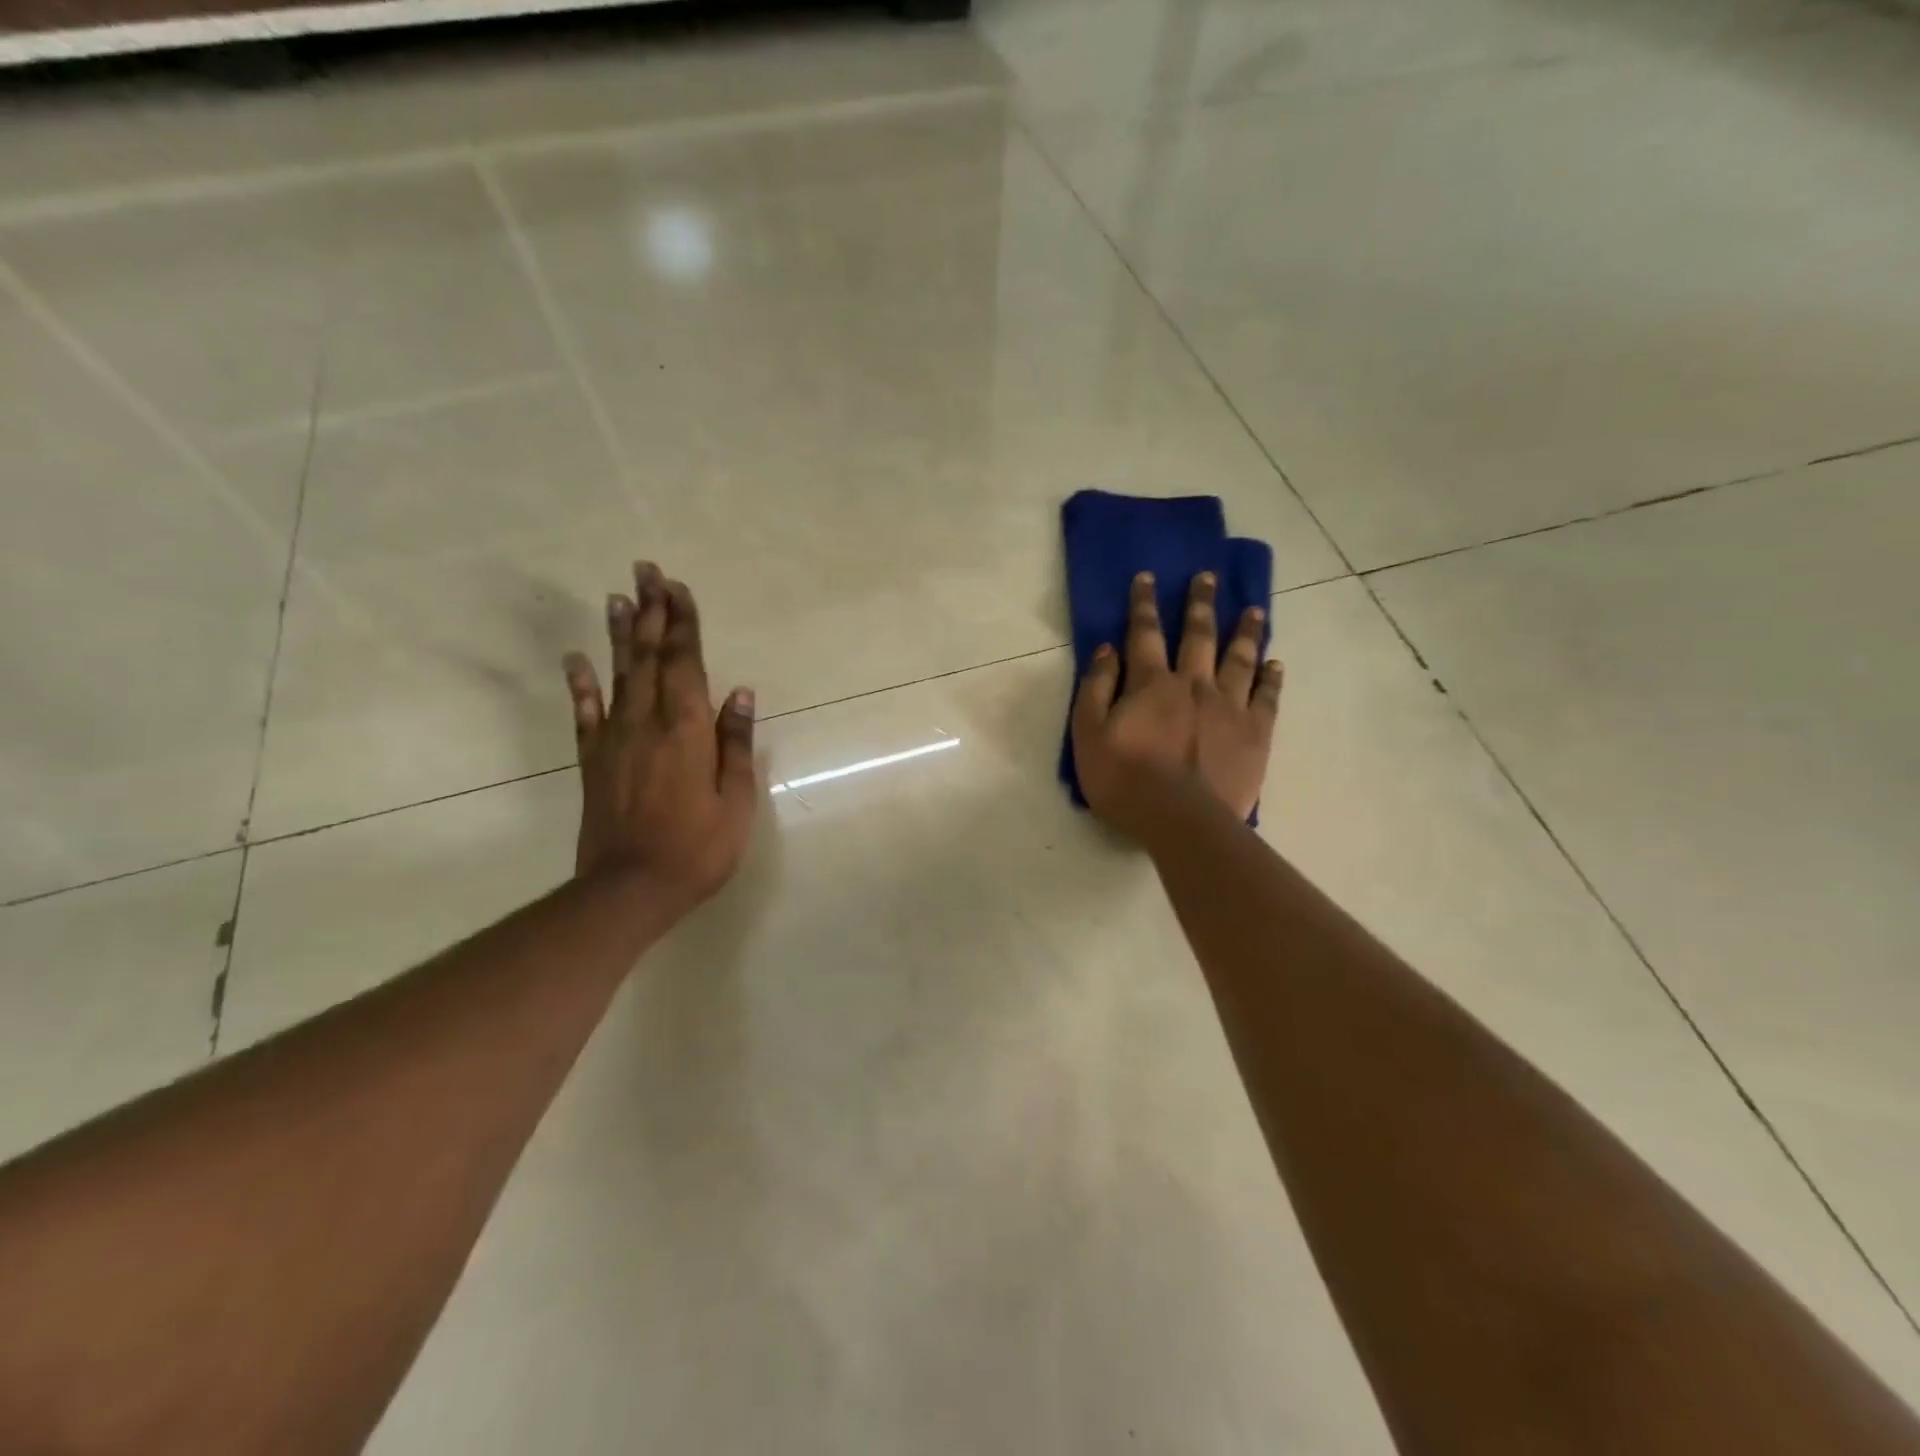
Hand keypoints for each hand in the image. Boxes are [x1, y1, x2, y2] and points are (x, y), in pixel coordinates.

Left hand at [562, 563, 756, 919]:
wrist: (630, 889)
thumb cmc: (698, 848)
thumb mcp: (735, 801)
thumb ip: (735, 744)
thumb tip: (739, 693)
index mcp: (686, 729)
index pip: (685, 662)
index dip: (682, 622)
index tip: (677, 586)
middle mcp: (647, 722)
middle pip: (648, 656)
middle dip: (649, 611)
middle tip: (645, 571)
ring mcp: (614, 740)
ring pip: (617, 675)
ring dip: (619, 635)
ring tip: (616, 598)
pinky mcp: (593, 761)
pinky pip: (585, 714)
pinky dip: (580, 685)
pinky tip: (576, 660)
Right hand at [1071, 569, 1282, 836]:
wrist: (1181, 820)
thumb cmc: (1125, 780)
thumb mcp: (1088, 735)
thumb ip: (1096, 689)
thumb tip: (1107, 650)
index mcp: (1151, 684)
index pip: (1144, 634)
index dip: (1143, 604)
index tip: (1147, 577)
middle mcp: (1193, 683)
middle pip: (1199, 635)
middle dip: (1200, 604)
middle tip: (1208, 577)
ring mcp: (1229, 706)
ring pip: (1239, 659)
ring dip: (1245, 632)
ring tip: (1254, 611)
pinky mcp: (1255, 733)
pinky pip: (1266, 697)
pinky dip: (1271, 677)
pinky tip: (1275, 663)